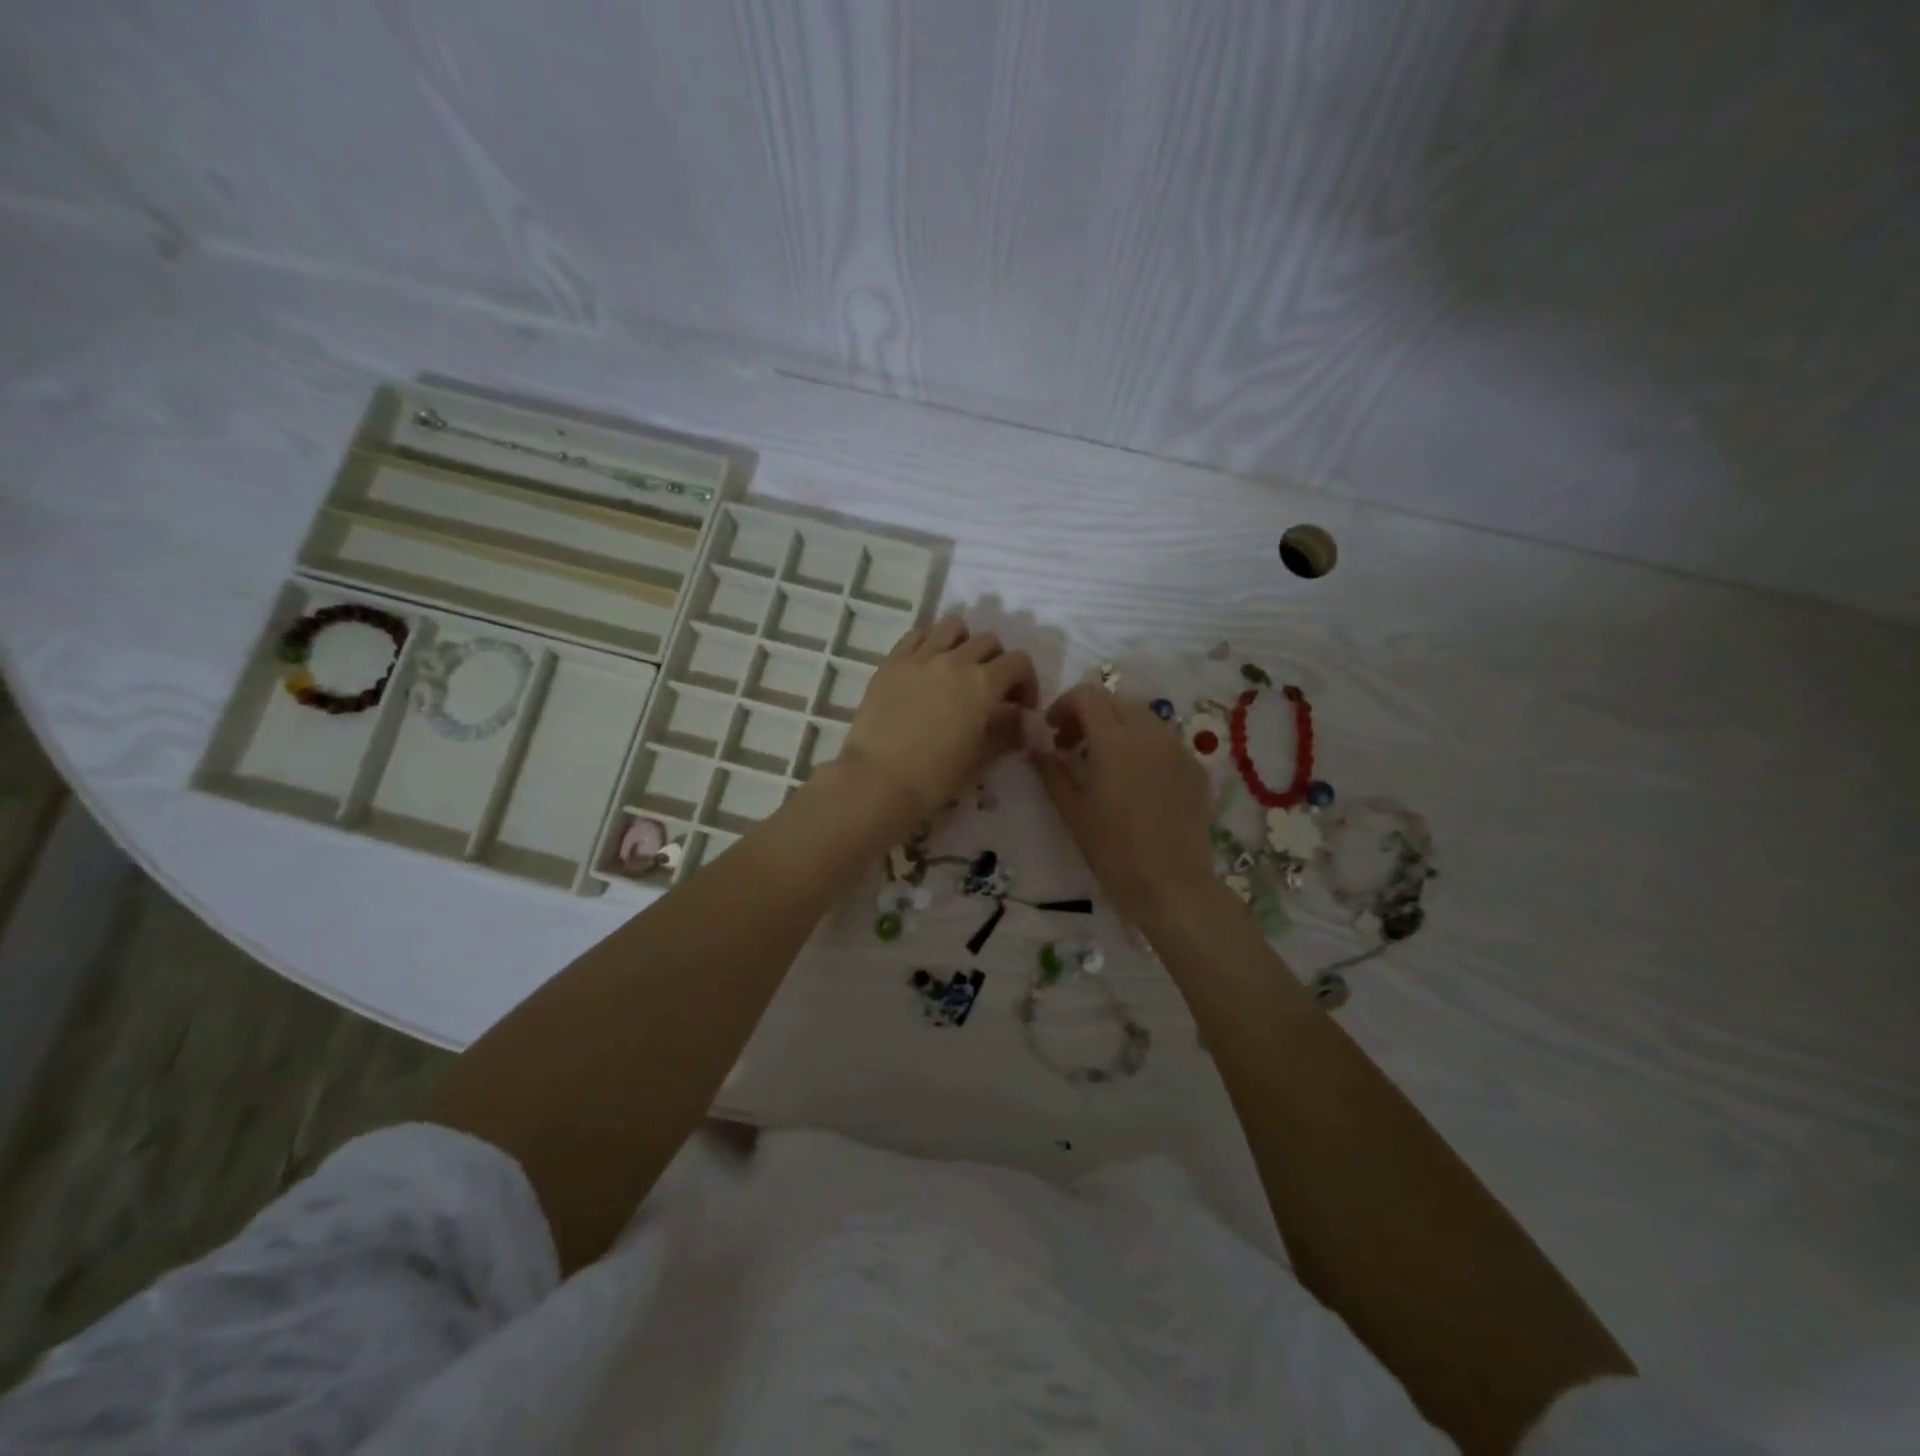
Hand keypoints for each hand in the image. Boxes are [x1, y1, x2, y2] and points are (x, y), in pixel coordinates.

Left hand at [841, 613, 1038, 829]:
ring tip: (958, 667)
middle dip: (997, 663)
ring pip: (952, 627)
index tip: (1021, 706)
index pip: (1019, 663)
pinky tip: (927, 666)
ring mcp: (920, 657)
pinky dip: (930, 642)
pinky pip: (917, 635)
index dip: (1027, 682)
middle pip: (988, 641)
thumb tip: (1019, 719)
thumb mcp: (981, 758)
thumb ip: (1006, 731)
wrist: (878, 781)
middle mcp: (954, 661)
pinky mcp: (891, 662)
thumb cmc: (935, 777)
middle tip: (990, 690)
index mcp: (983, 684)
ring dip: (964, 642)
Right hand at [1034, 685, 1216, 917]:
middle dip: (1089, 713)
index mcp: (1114, 739)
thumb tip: (1036, 748)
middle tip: (1071, 745)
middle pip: (1115, 700)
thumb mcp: (1071, 810)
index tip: (1051, 731)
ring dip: (1116, 726)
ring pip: (1142, 717)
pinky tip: (1134, 779)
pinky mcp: (1194, 767)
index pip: (1087, 696)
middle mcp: (1149, 732)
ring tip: (1103, 761)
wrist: (1171, 884)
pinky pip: (1163, 740)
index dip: (1063, 705)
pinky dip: (1142, 745)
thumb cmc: (1112, 849)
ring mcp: (1177, 748)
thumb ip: (1051, 771)